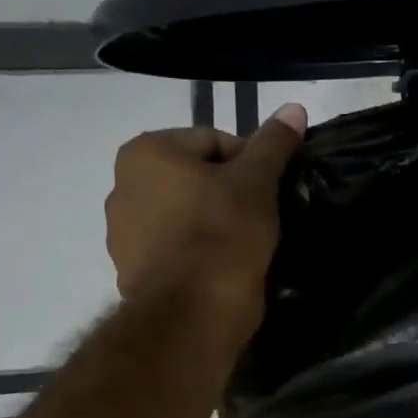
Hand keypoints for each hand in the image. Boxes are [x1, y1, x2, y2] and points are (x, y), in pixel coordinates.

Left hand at [105, 103, 307, 325]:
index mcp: (146, 153)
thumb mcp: (257, 181)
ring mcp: (123, 232)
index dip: (251, 163)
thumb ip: (273, 143)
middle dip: (231, 191)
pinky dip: (199, 250)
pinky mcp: (132, 269)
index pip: (215, 141)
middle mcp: (122, 185)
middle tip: (263, 215)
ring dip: (215, 221)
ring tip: (247, 242)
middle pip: (197, 176)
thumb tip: (294, 107)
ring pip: (187, 212)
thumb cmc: (223, 232)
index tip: (270, 190)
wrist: (193, 310)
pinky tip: (226, 265)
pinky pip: (176, 246)